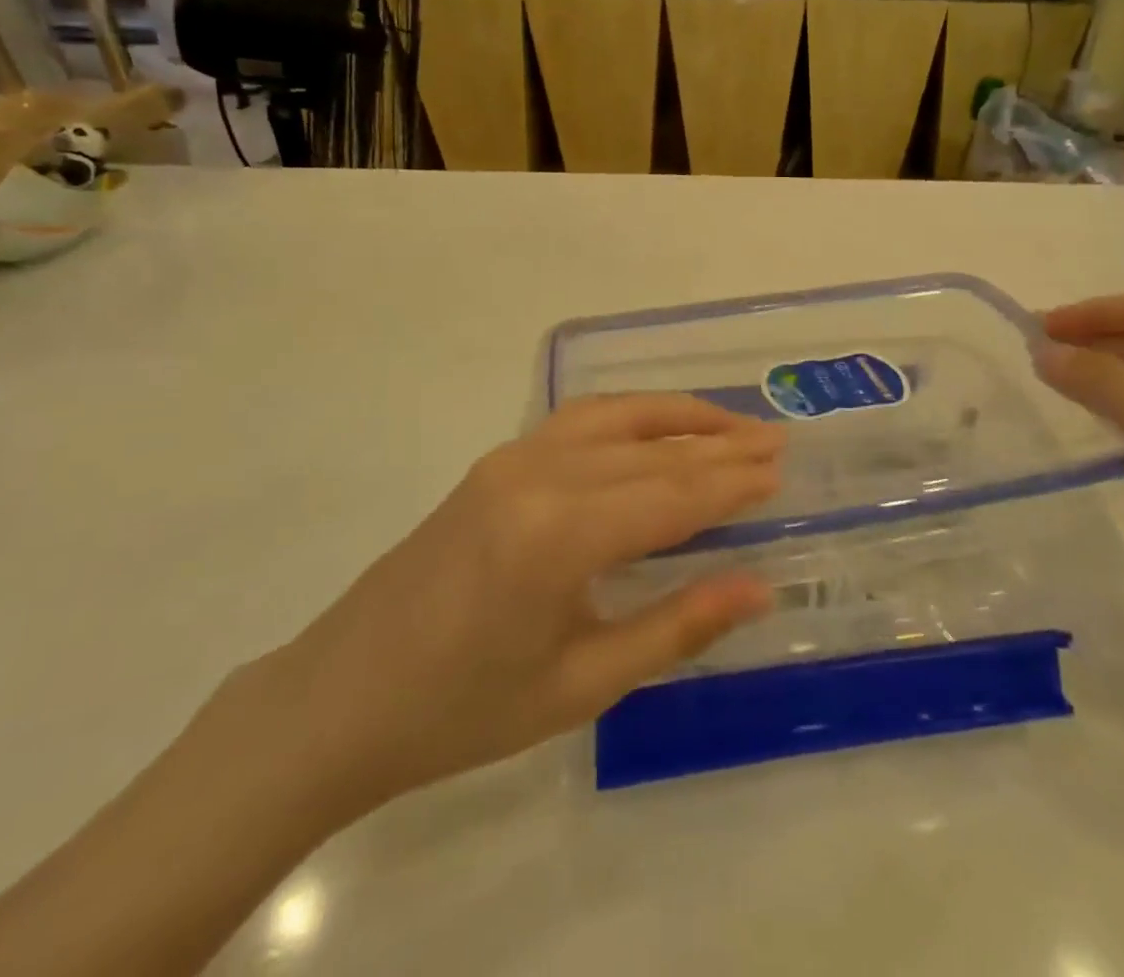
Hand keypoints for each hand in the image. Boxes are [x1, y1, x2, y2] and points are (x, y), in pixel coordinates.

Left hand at [254, 395, 783, 822]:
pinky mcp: (496, 461)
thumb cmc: (464, 709)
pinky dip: (630, 415)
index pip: (671, 495)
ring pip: (616, 419)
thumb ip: (676, 627)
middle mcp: (540, 475)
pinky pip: (579, 421)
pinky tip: (655, 425)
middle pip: (651, 452)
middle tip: (776, 441)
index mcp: (560, 535)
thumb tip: (758, 587)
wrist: (342, 698)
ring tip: (732, 423)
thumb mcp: (581, 684)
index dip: (731, 484)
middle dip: (719, 448)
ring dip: (678, 416)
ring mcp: (512, 458)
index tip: (782, 473)